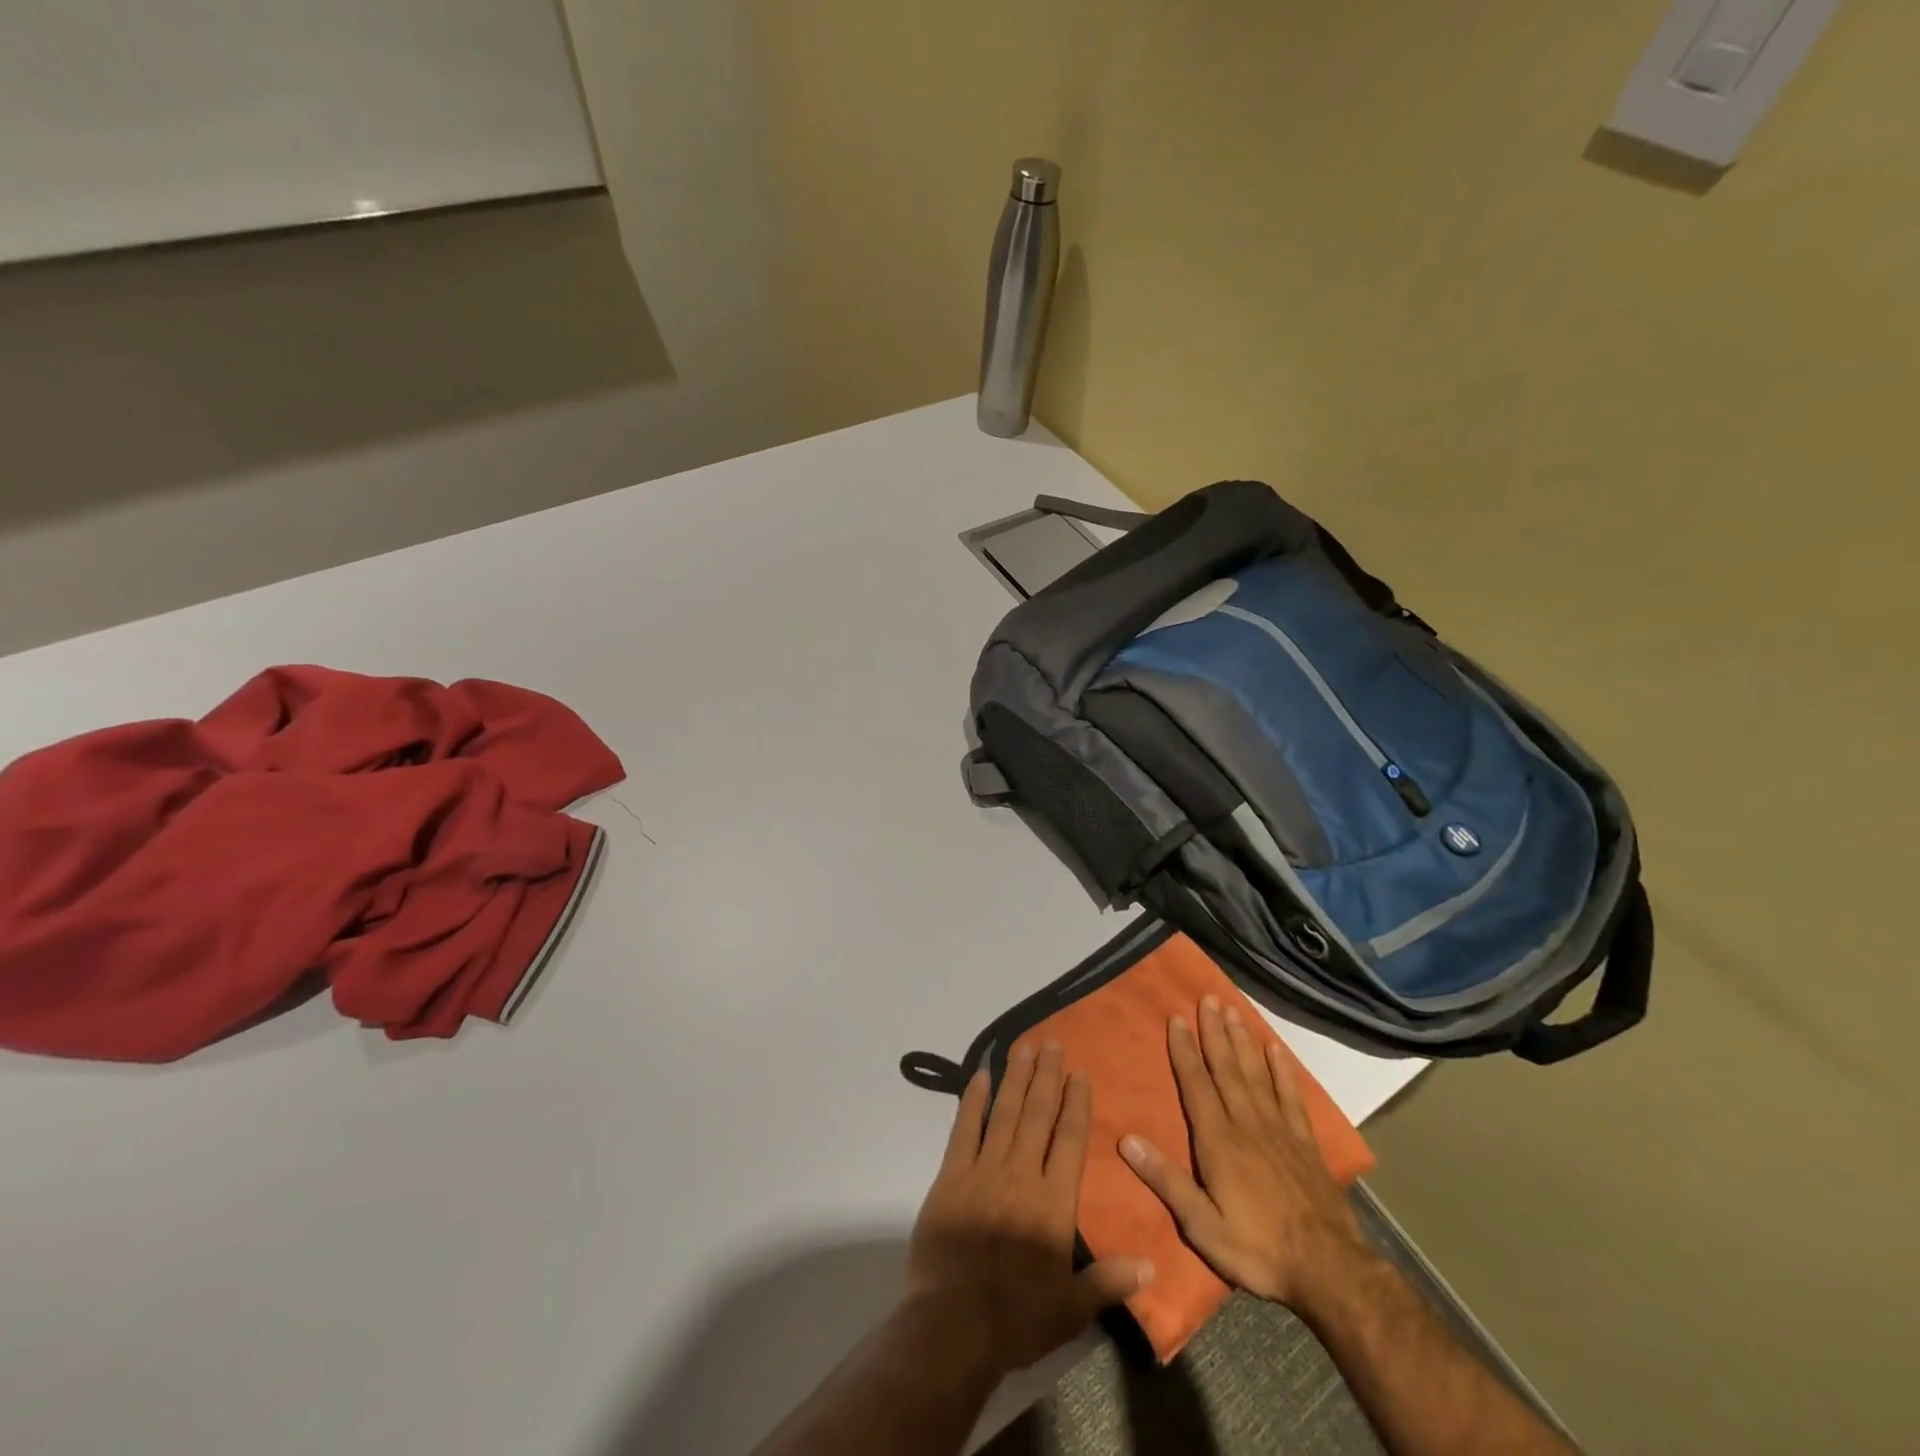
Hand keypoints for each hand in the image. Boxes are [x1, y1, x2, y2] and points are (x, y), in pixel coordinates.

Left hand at [908, 1043, 1154, 1375]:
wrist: (952, 1324)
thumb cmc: (1016, 1318)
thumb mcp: (1071, 1309)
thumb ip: (1108, 1282)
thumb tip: (1152, 1265)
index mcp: (1053, 1202)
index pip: (1070, 1140)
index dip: (1077, 1104)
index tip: (1080, 1074)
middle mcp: (1021, 1173)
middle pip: (1037, 1114)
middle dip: (1047, 1077)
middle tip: (1052, 1043)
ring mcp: (984, 1170)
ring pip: (1004, 1112)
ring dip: (1015, 1077)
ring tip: (1023, 1047)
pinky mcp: (951, 1175)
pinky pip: (964, 1128)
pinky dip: (973, 1100)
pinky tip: (980, 1075)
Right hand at [1119, 996, 1368, 1311]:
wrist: (1329, 1271)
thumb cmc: (1258, 1250)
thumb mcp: (1202, 1226)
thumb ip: (1166, 1181)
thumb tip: (1126, 1140)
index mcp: (1219, 1142)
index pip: (1196, 1085)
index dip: (1184, 1050)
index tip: (1176, 1018)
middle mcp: (1247, 1124)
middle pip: (1227, 1069)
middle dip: (1214, 1032)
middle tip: (1207, 998)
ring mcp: (1279, 1130)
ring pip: (1256, 1074)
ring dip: (1242, 1041)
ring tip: (1233, 1010)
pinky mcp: (1305, 1142)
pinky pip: (1290, 1096)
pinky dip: (1282, 1070)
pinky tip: (1275, 1049)